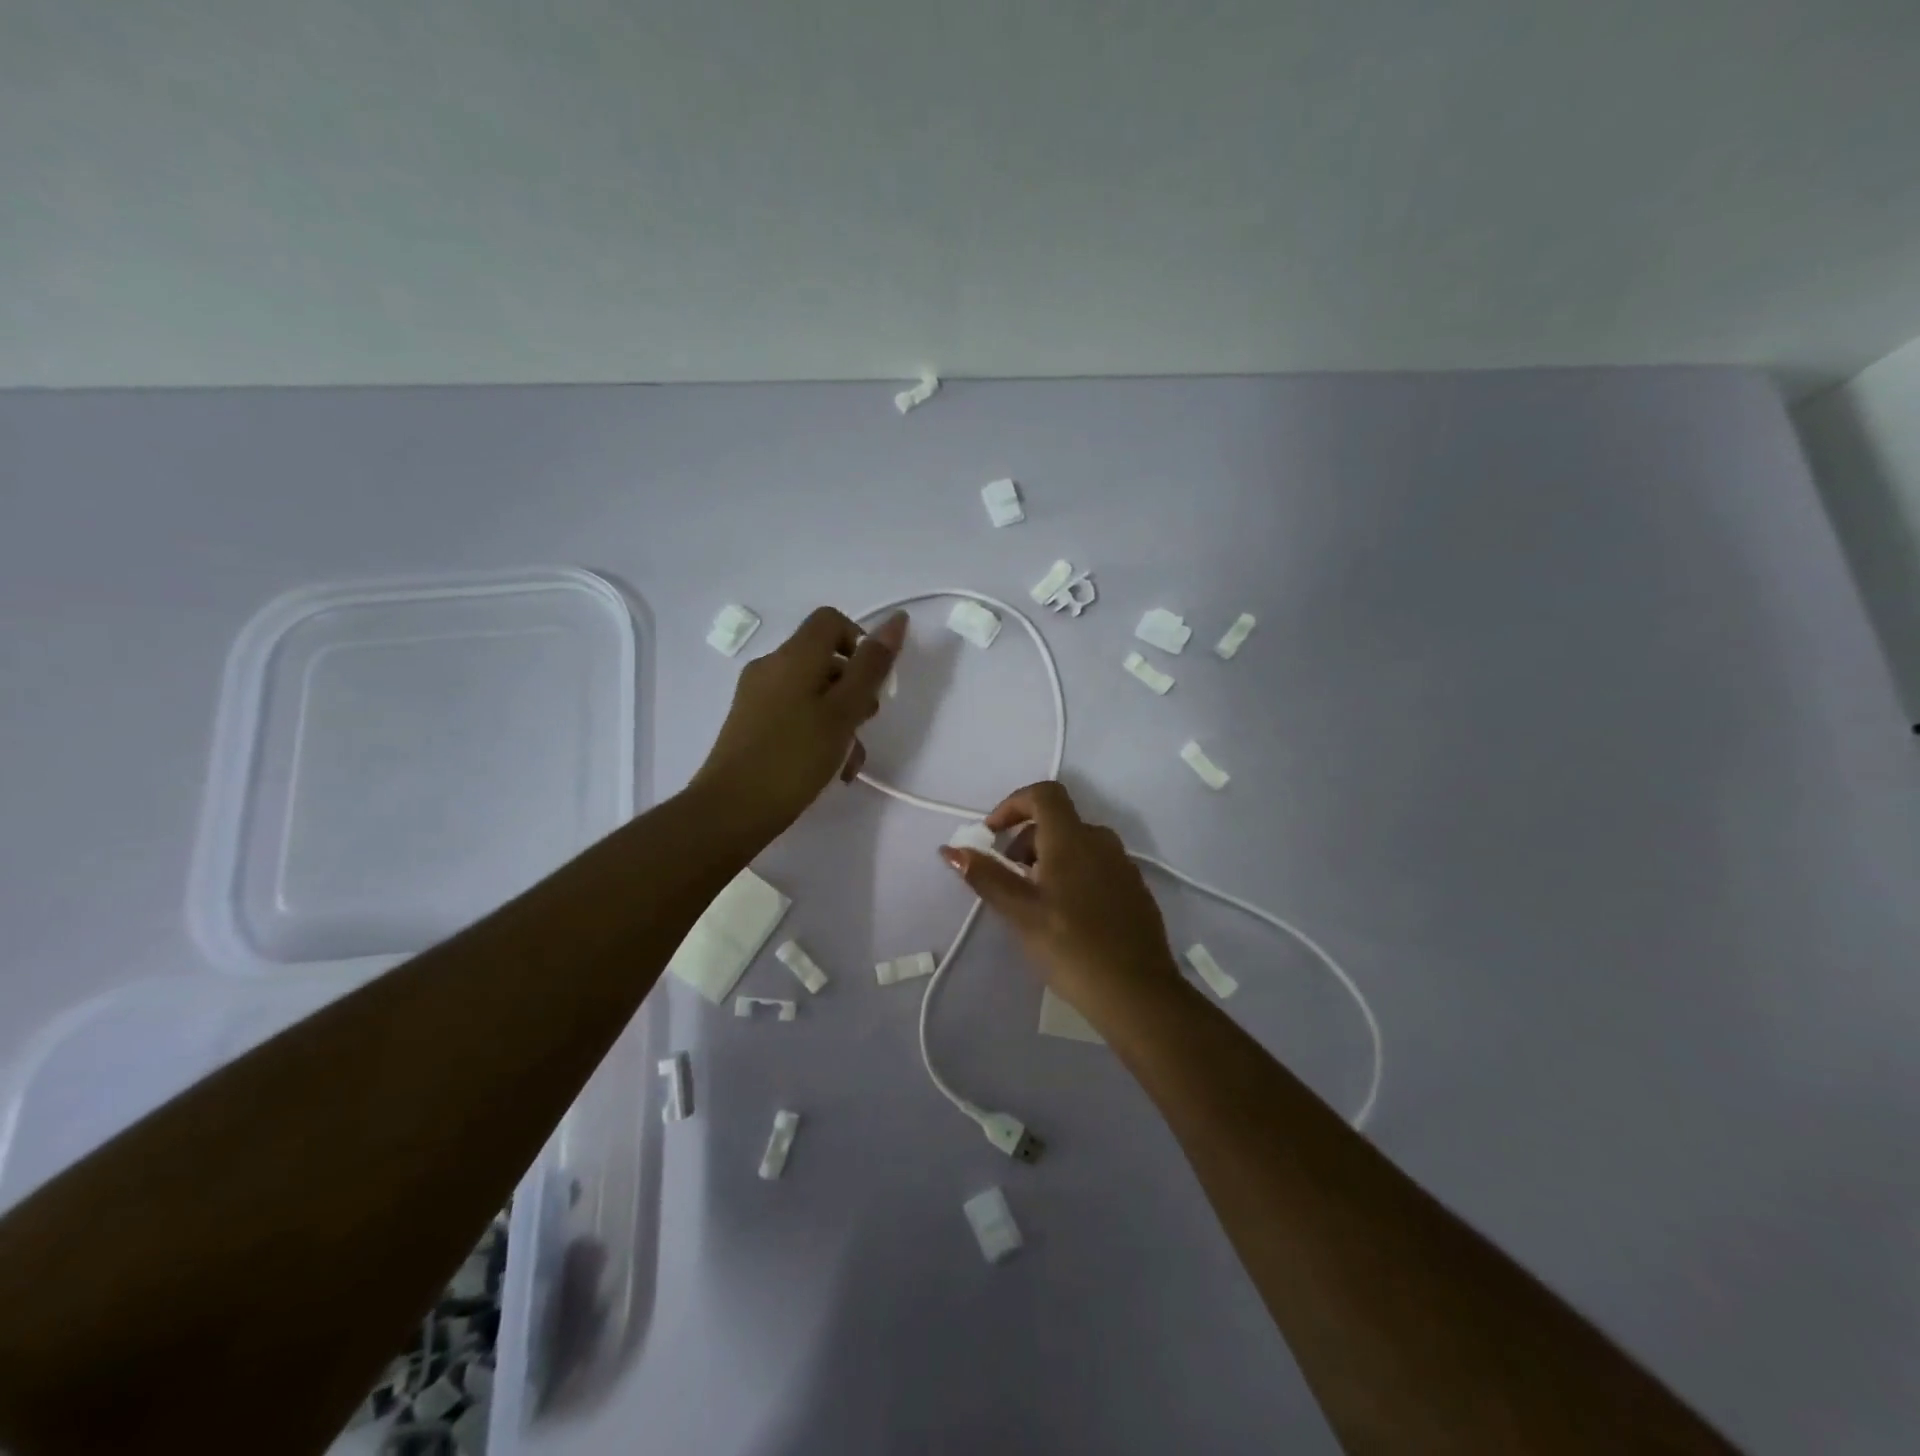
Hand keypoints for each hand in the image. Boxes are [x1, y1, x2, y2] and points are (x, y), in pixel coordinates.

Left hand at [690, 607, 906, 842]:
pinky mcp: (751, 724)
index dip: (860, 642)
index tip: (873, 682)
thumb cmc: (795, 757)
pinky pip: (795, 714)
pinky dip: (817, 733)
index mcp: (793, 656)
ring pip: (813, 693)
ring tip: (849, 761)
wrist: (732, 810)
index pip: (831, 620)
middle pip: (825, 660)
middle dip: (854, 690)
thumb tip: (896, 621)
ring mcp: (757, 697)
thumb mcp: (844, 711)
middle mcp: (771, 667)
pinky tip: (829, 769)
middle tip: (864, 726)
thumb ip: (872, 666)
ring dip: (840, 720)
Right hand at [939, 780, 1183, 1024]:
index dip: (1012, 804)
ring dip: (1048, 859)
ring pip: (1077, 845)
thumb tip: (950, 850)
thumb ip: (986, 876)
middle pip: (1057, 821)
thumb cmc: (1071, 947)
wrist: (1138, 993)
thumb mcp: (1021, 913)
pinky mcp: (1135, 890)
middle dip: (1025, 841)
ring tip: (1034, 901)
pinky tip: (1066, 916)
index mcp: (1073, 839)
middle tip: (1009, 880)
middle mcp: (1101, 841)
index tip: (992, 835)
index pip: (1043, 794)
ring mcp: (1123, 865)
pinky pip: (1096, 865)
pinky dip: (1072, 874)